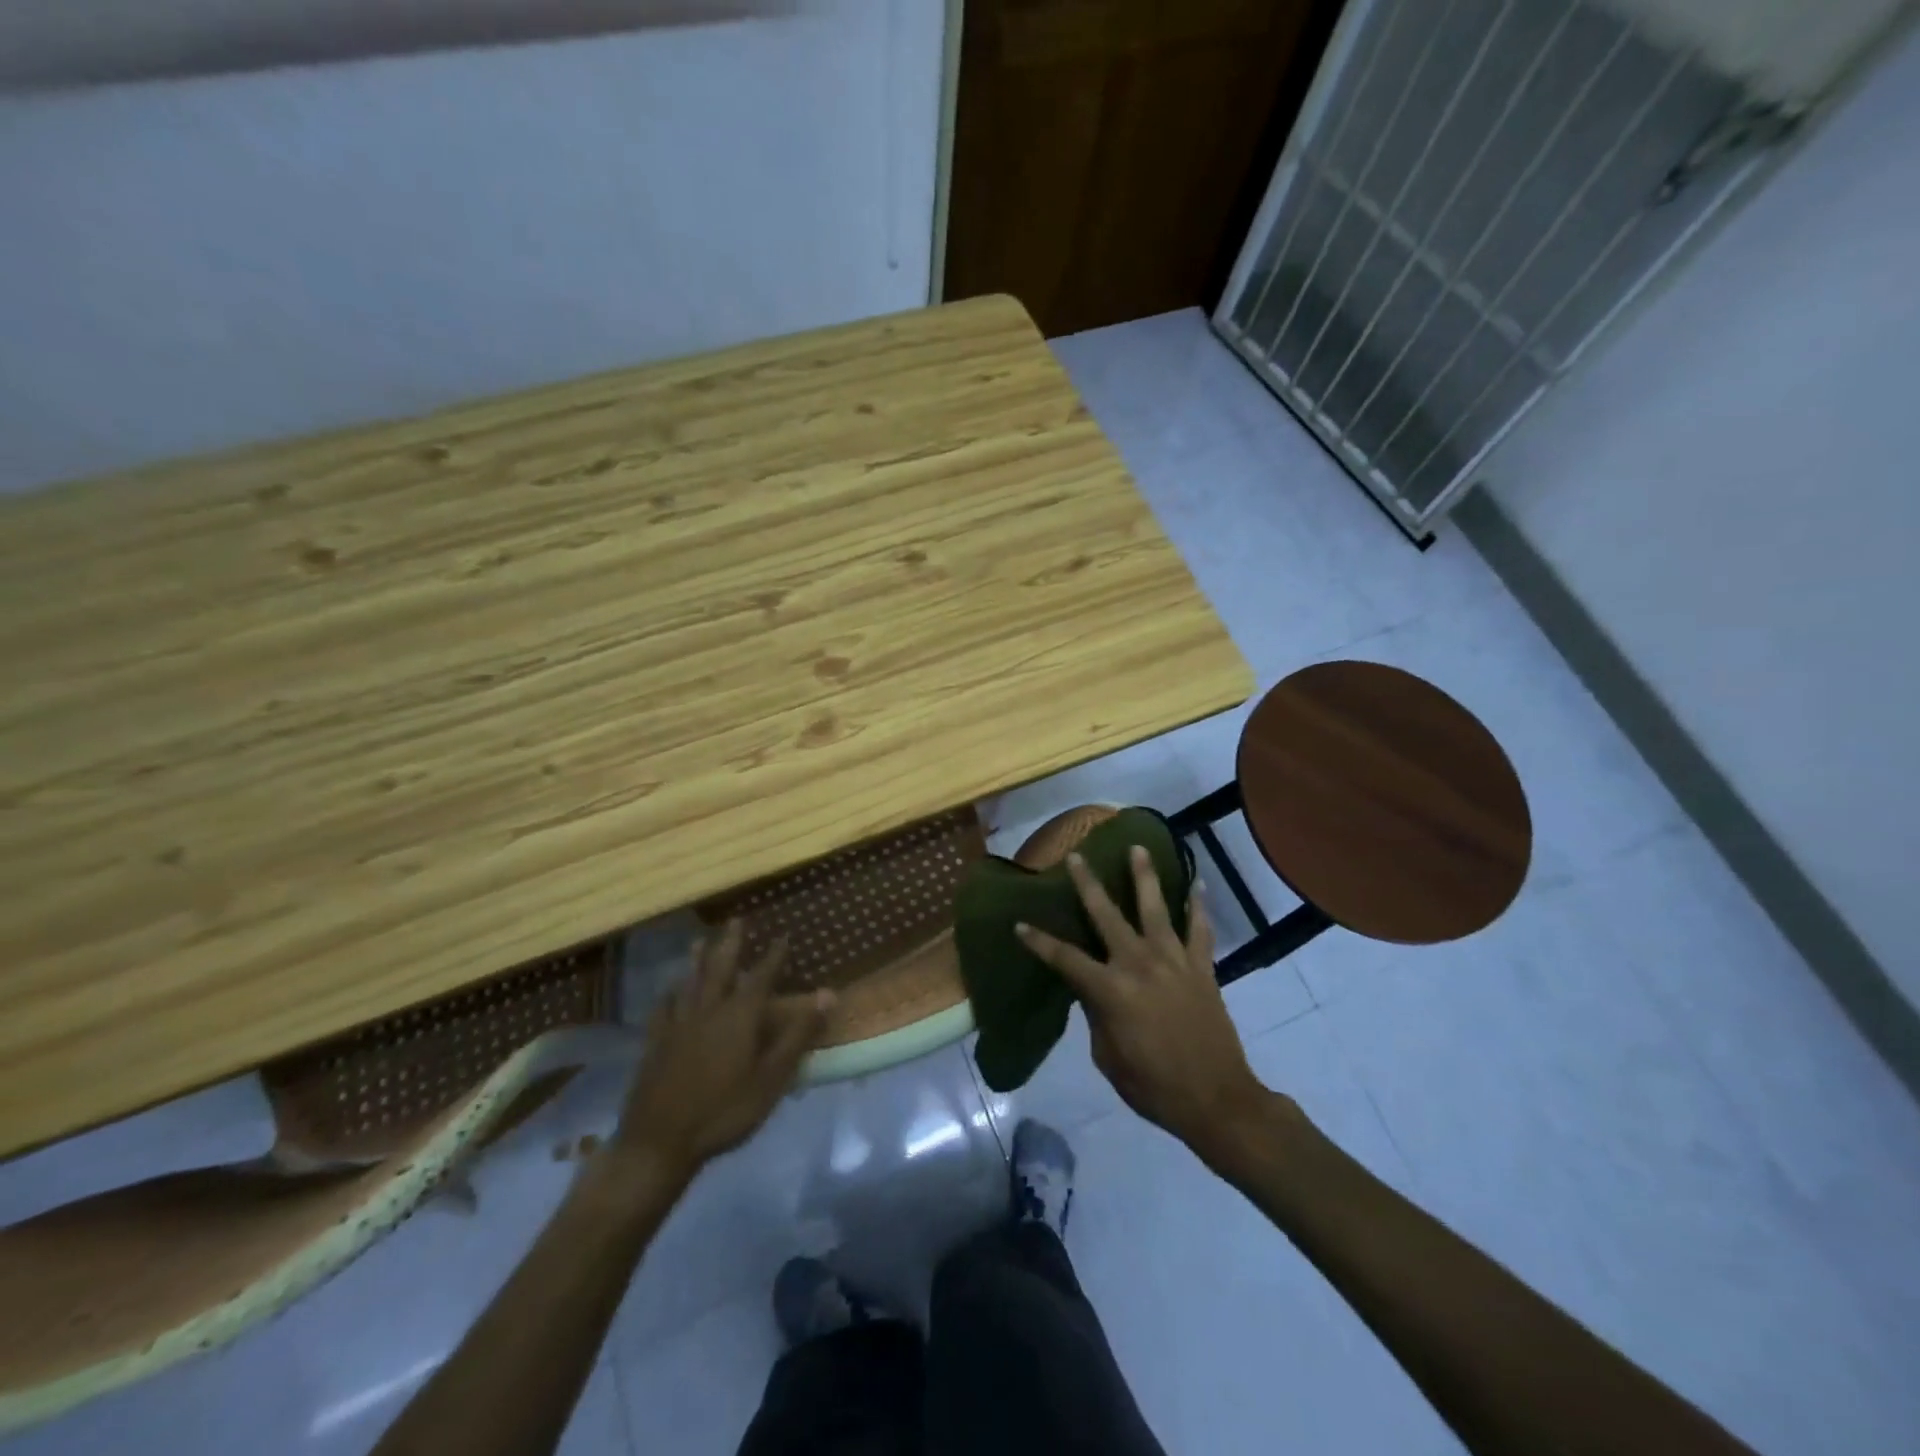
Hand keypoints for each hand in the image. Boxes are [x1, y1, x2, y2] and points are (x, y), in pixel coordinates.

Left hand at [616, 922, 832, 1177]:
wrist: (659, 1143)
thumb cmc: (724, 1111)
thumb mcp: (772, 1078)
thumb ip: (798, 1034)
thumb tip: (828, 994)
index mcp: (739, 1016)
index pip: (761, 976)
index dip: (774, 955)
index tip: (783, 934)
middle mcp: (708, 1010)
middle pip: (720, 969)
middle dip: (731, 944)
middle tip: (736, 920)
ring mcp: (678, 1026)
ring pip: (689, 983)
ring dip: (697, 960)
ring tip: (699, 941)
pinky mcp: (655, 1044)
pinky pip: (662, 1010)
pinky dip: (668, 995)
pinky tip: (668, 992)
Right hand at [1016, 847, 1270, 1161]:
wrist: (1216, 1100)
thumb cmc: (1153, 1086)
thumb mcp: (1108, 1057)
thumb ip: (1097, 1015)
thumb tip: (1090, 989)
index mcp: (1110, 990)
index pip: (1065, 958)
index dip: (1039, 941)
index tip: (1019, 923)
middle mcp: (1139, 965)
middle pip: (1107, 916)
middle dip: (1089, 884)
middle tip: (1076, 856)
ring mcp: (1174, 962)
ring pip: (1155, 908)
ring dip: (1145, 876)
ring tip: (1139, 848)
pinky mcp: (1202, 968)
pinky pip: (1200, 930)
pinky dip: (1198, 906)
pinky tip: (1198, 884)